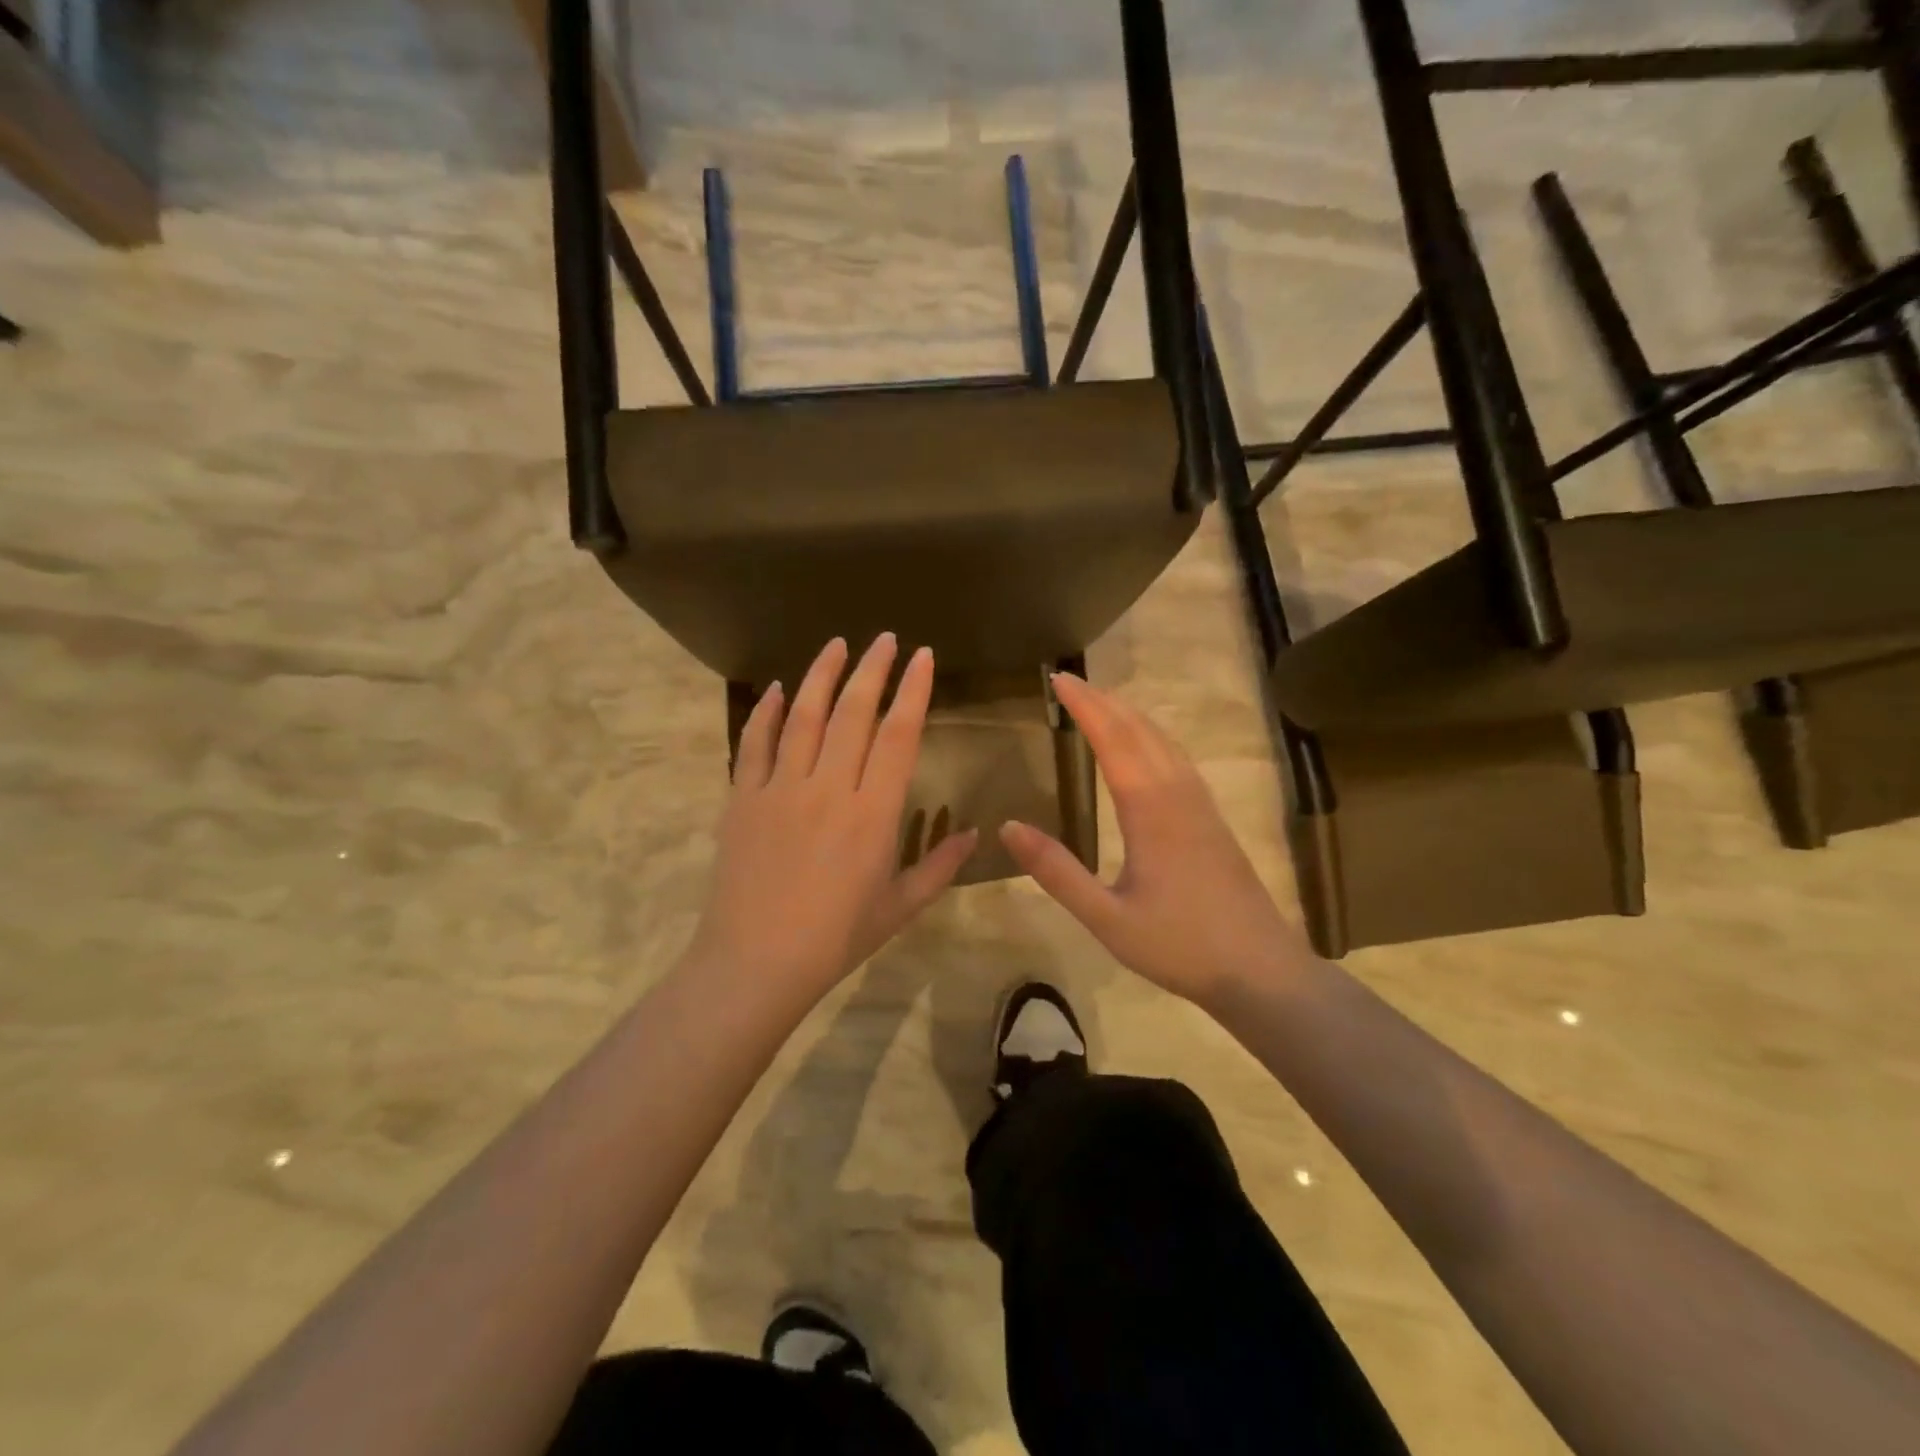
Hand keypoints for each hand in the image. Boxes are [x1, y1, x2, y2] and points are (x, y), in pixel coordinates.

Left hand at [685, 635, 977, 1010]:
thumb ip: (939, 867)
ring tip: (837, 644)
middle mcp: (829, 788)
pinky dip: (767, 712)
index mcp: (873, 813)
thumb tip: (973, 834)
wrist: (756, 963)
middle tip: (885, 638)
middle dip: (873, 669)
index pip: (898, 735)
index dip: (913, 691)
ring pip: (804, 717)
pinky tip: (778, 689)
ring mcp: (780, 788)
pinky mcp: (743, 798)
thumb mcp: (900, 908)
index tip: (923, 657)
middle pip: (853, 713)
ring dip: (822, 675)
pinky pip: (755, 744)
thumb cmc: (836, 938)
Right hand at [999, 673, 1311, 1006]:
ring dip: (1130, 714)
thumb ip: (1057, 871)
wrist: (1261, 970)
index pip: (1112, 739)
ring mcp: (1201, 804)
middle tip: (1069, 682)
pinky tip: (1146, 747)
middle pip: (1140, 730)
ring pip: (1164, 740)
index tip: (1058, 680)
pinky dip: (1152, 736)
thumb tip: (1009, 827)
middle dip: (1104, 701)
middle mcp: (1178, 794)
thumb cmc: (1180, 945)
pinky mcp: (1212, 818)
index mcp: (1150, 809)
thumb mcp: (1107, 917)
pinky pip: (1178, 758)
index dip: (1085, 706)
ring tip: (1101, 702)